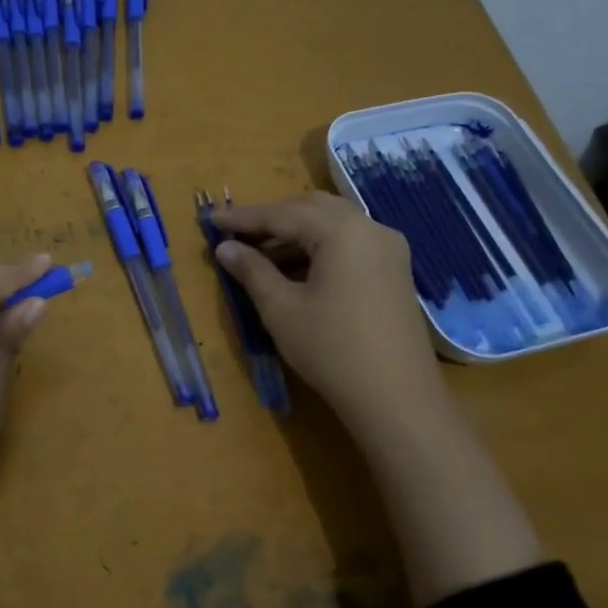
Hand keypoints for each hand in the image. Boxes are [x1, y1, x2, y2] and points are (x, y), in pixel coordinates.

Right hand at [210, 192, 444, 450]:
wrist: (396, 397)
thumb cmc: (331, 349)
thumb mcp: (281, 309)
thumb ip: (252, 271)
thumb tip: (225, 248)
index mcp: (342, 231)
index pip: (283, 213)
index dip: (244, 217)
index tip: (211, 219)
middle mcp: (371, 228)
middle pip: (312, 209)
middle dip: (272, 219)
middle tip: (237, 235)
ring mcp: (389, 249)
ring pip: (334, 225)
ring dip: (296, 234)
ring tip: (260, 256)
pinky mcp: (395, 271)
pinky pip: (350, 244)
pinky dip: (319, 248)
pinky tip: (295, 270)